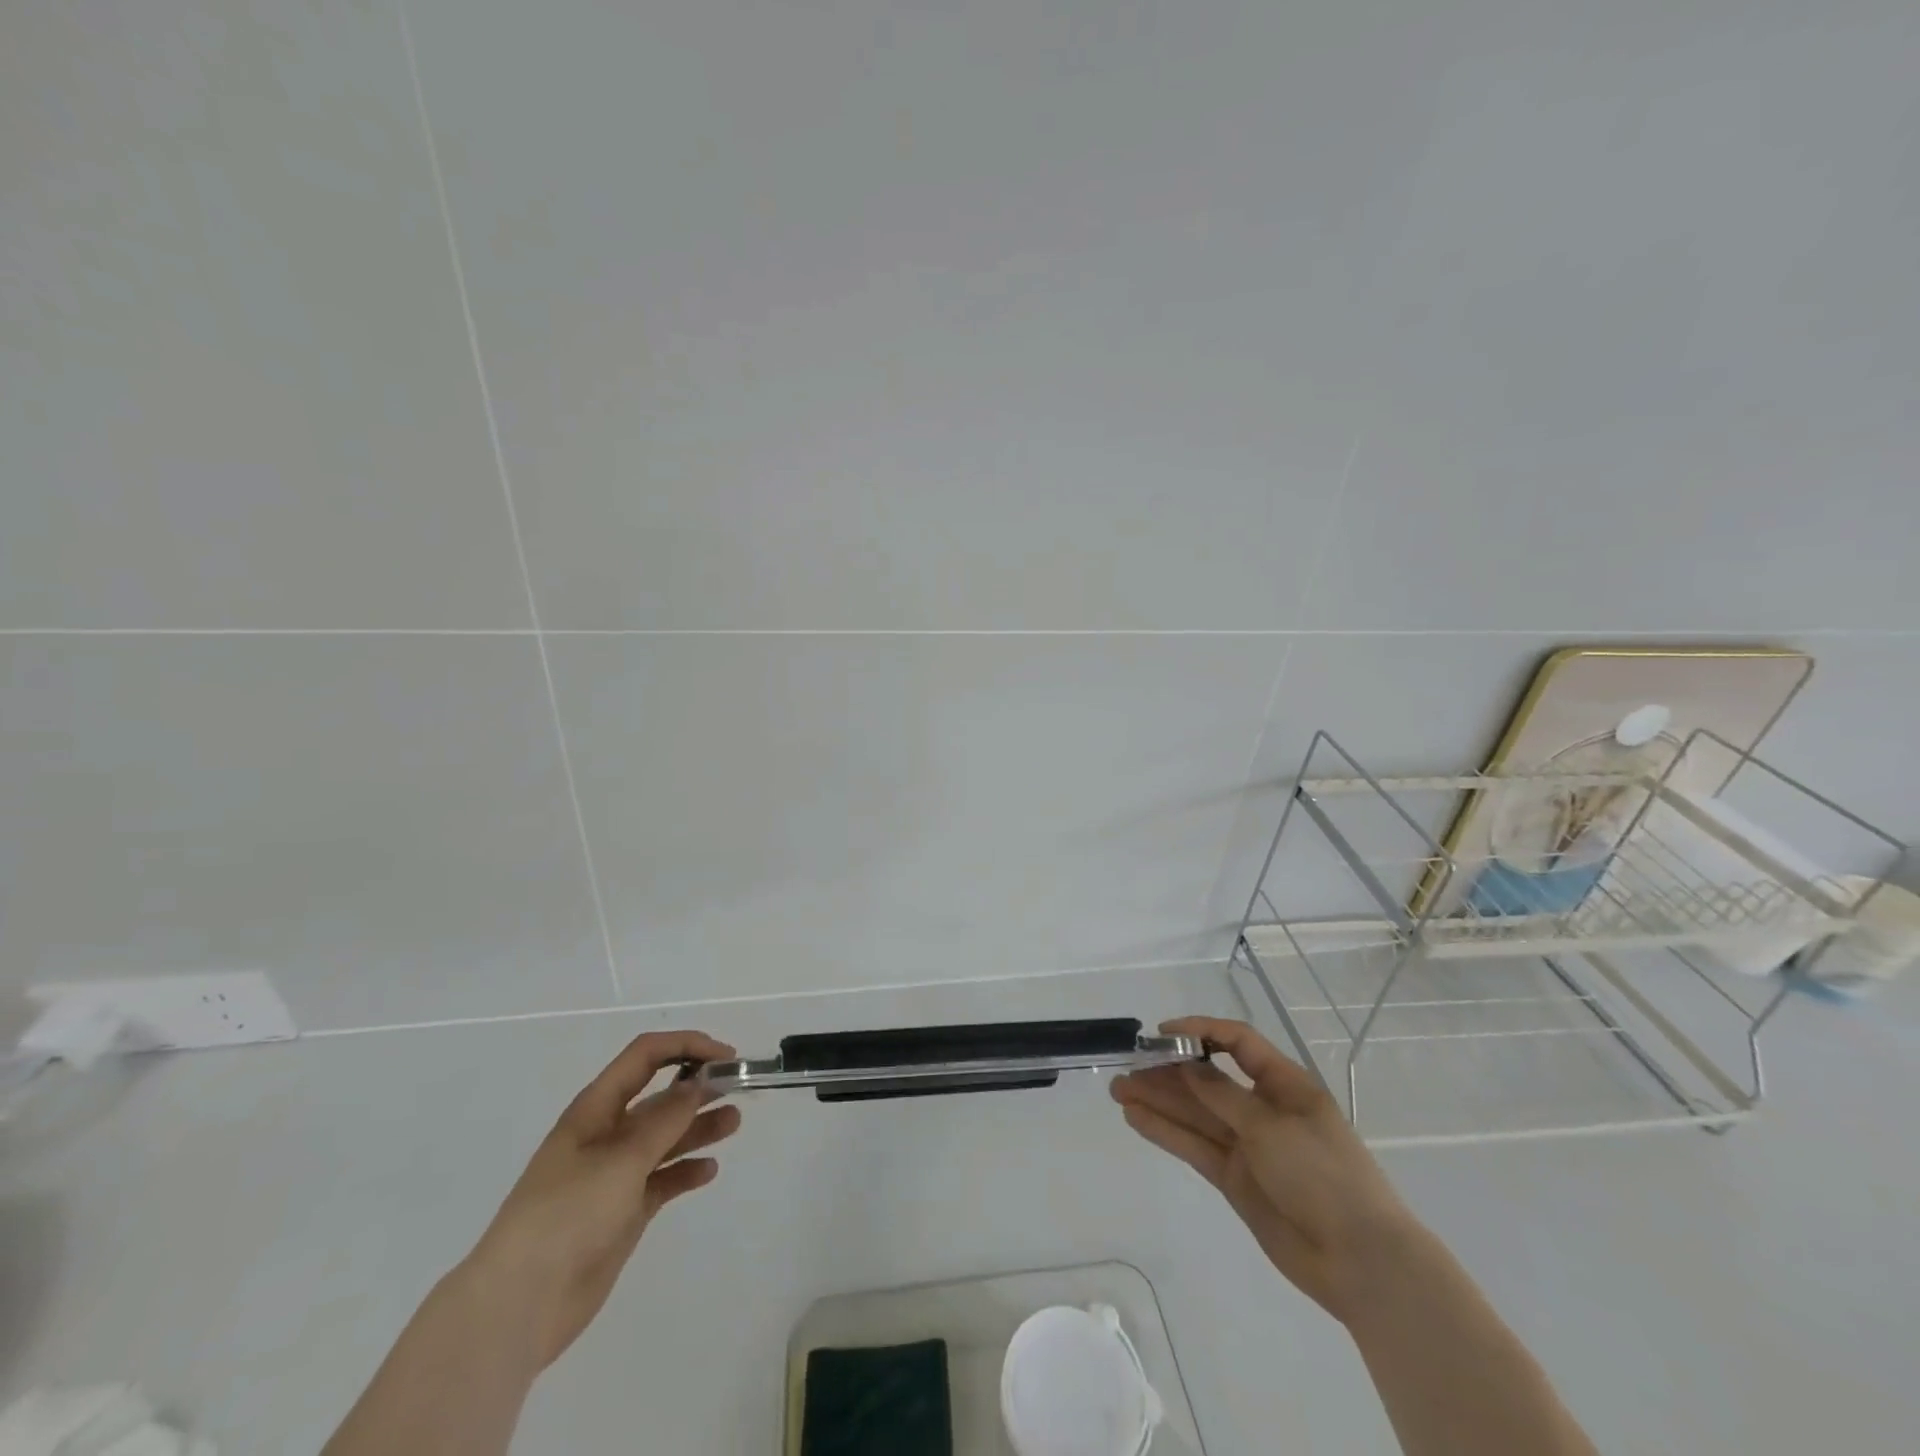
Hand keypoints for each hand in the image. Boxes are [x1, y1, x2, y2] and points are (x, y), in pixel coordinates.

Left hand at [461, 1030, 741, 1368]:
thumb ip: (665, 1119)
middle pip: (659, 1096)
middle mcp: (607, 1134)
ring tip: (734, 1123)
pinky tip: (709, 1171)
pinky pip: (663, 1180)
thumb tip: (698, 1082)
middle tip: (738, 1088)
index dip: (686, 1047)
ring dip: (698, 1126)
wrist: (519, 1305)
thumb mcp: (621, 1159)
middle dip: (698, 1086)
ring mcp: (615, 1175)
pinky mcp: (623, 1211)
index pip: (645, 1057)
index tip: (725, 1056)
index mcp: (596, 1109)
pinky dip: (686, 1171)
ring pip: (666, 1137)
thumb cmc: (567, 1215)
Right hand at [1111, 1016, 1413, 1323]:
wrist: (1361, 1262)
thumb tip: (1187, 1065)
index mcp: (1283, 1084)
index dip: (1199, 1031)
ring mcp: (1247, 1145)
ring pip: (1194, 1113)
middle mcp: (1262, 1109)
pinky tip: (1135, 1117)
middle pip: (1207, 1079)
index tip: (1162, 1034)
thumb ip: (1222, 1096)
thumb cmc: (1325, 1175)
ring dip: (1158, 1099)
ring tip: (1118, 1089)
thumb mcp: (1271, 1126)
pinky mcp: (1234, 1178)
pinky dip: (1165, 1131)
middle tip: (1127, 1065)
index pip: (1236, 1043)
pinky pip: (1194, 1146)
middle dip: (1168, 1071)